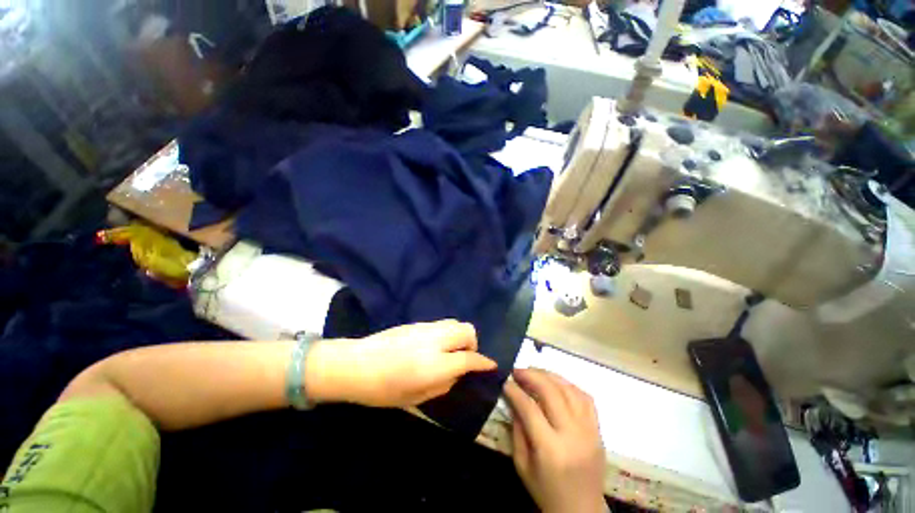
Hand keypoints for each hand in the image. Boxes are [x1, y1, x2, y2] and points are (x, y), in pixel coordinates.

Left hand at [307, 320, 496, 407]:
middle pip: (466, 330)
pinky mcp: (417, 323)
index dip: (483, 362)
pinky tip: (435, 345)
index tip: (491, 365)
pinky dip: (447, 332)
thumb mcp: (416, 397)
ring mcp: (425, 328)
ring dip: (460, 336)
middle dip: (472, 344)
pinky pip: (442, 323)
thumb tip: (458, 372)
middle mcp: (434, 340)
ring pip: (455, 322)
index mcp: (434, 364)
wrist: (355, 364)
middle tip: (464, 357)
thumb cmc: (383, 390)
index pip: (469, 358)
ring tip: (450, 351)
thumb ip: (444, 384)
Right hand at [505, 368, 606, 512]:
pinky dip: (569, 385)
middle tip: (518, 371)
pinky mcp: (598, 430)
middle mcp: (572, 435)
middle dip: (531, 376)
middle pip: (551, 392)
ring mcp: (589, 431)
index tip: (505, 382)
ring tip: (534, 372)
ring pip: (569, 390)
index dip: (515, 391)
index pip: (530, 408)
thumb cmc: (547, 491)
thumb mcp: (522, 465)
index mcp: (551, 449)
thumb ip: (518, 430)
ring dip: (549, 376)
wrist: (582, 511)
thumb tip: (514, 399)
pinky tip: (556, 382)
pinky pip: (586, 398)